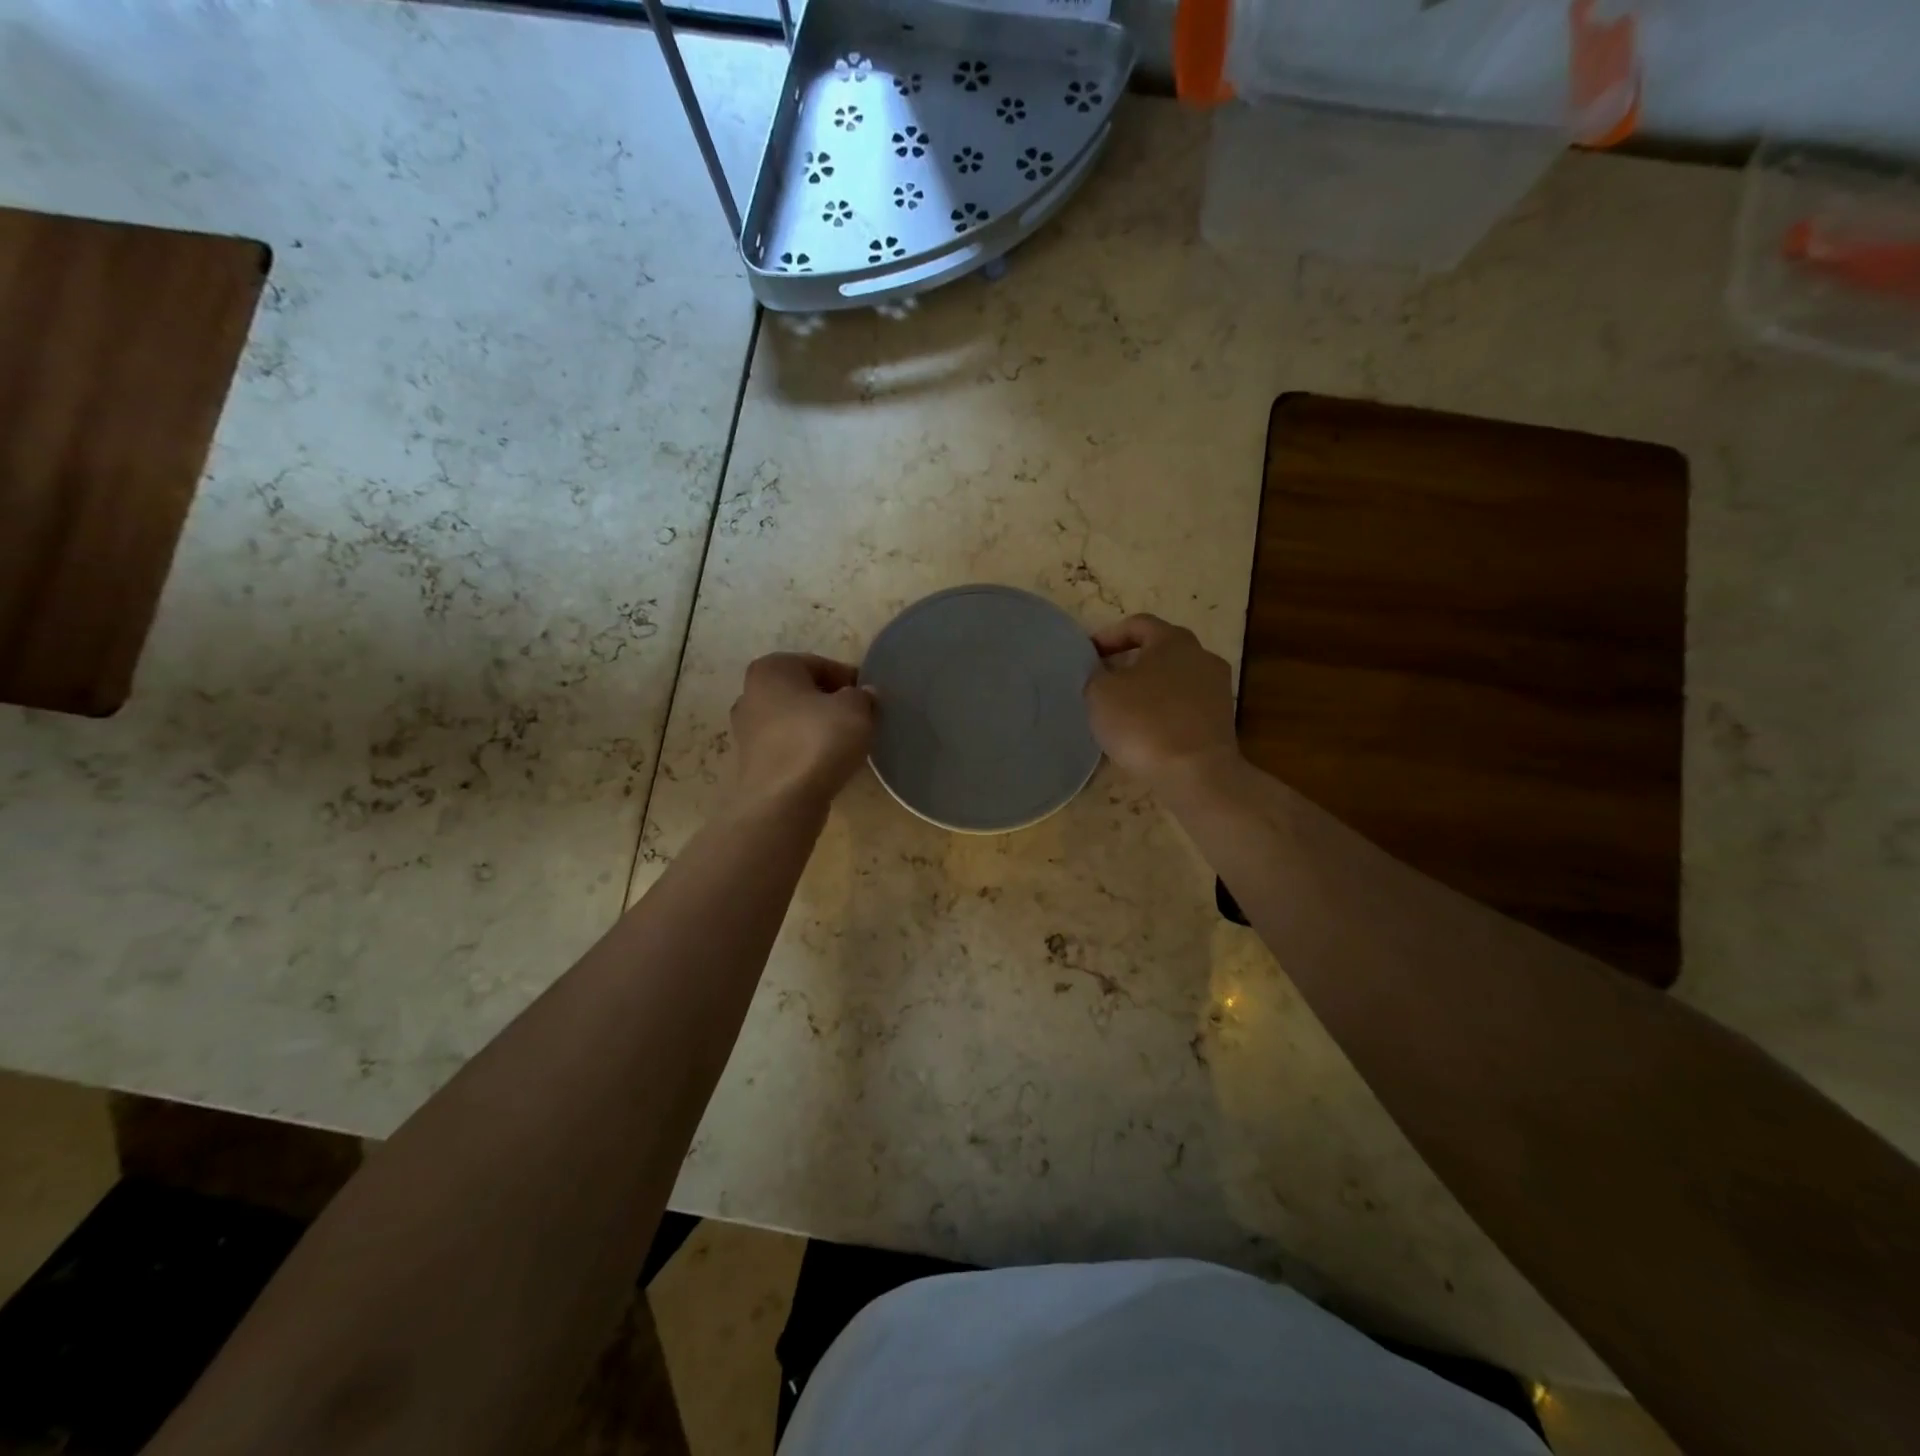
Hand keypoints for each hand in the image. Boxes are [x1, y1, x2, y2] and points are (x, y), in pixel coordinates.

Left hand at [728, 654, 876, 810]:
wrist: (782, 801)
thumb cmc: (818, 741)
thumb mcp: (856, 709)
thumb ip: (863, 696)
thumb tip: (862, 695)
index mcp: (771, 668)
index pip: (821, 664)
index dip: (849, 680)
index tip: (870, 699)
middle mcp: (750, 693)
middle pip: (804, 692)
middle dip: (831, 703)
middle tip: (860, 720)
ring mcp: (746, 730)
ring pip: (794, 720)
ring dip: (819, 728)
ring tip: (846, 745)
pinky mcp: (751, 762)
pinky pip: (788, 747)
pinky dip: (806, 751)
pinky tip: (826, 764)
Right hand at [1085, 615, 1238, 787]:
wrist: (1196, 773)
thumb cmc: (1144, 722)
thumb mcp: (1100, 693)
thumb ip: (1095, 674)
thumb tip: (1101, 671)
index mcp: (1173, 640)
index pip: (1138, 624)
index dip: (1109, 636)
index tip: (1088, 656)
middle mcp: (1201, 656)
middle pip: (1159, 651)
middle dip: (1129, 663)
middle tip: (1103, 681)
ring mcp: (1216, 689)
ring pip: (1173, 680)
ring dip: (1148, 689)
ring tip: (1122, 710)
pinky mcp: (1221, 720)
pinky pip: (1184, 707)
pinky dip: (1163, 712)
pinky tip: (1145, 732)